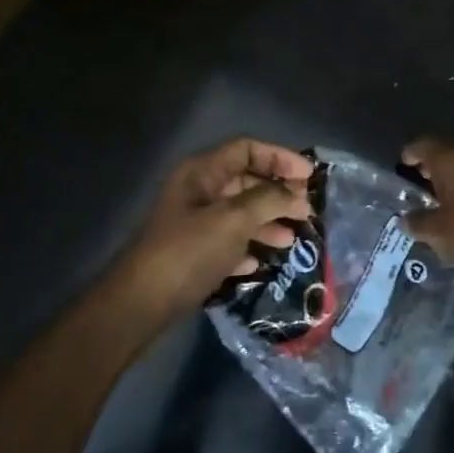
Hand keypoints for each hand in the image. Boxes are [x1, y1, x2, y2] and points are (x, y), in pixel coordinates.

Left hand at [114, 138, 314, 318]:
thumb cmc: (189, 251)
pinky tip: (260, 263)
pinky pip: (228, 242)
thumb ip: (269, 200)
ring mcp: (193, 224)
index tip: (310, 177)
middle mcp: (197, 192)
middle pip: (245, 181)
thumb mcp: (233, 220)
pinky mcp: (193, 254)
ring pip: (239, 214)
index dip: (280, 158)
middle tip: (306, 211)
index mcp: (202, 173)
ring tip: (291, 240)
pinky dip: (247, 248)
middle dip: (277, 194)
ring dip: (267, 223)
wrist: (143, 302)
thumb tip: (297, 196)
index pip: (247, 149)